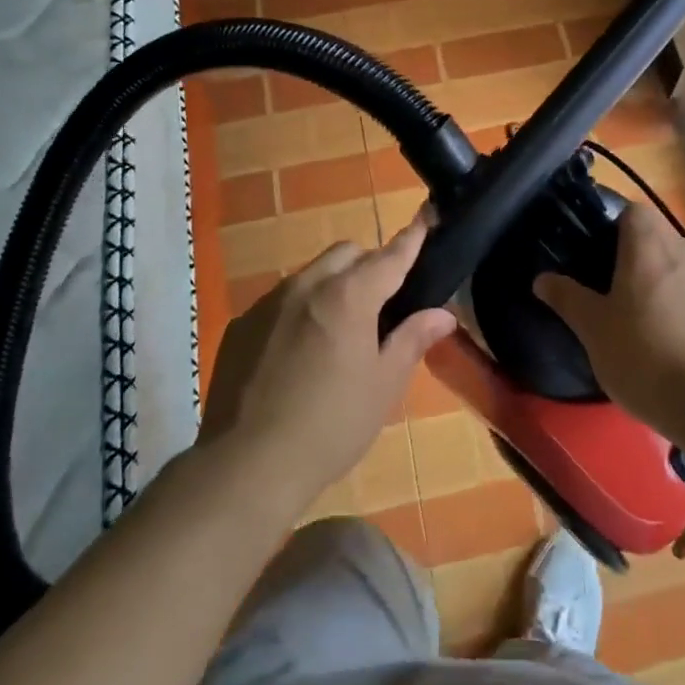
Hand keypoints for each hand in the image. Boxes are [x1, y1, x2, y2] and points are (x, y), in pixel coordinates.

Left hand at [198, 218, 456, 509]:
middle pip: (346, 253)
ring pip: (311, 274)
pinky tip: (296, 354)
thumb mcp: (383, 386)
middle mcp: (307, 286)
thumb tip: (442, 314)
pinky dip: (299, 310)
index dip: (411, 239)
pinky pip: (280, 301)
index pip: (389, 256)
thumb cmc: (330, 426)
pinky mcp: (241, 325)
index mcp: (349, 296)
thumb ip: (412, 341)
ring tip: (337, 332)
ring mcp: (268, 303)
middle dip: (368, 264)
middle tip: (381, 304)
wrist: (246, 465)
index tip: (425, 219)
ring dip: (332, 286)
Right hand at [534, 202, 684, 437]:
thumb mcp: (593, 329)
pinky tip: (671, 341)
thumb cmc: (644, 356)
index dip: (611, 227)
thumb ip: (567, 297)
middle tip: (609, 290)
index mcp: (650, 244)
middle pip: (655, 237)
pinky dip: (683, 305)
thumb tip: (542, 278)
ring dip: (660, 281)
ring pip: (678, 266)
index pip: (631, 211)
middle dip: (634, 257)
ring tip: (640, 320)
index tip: (594, 255)